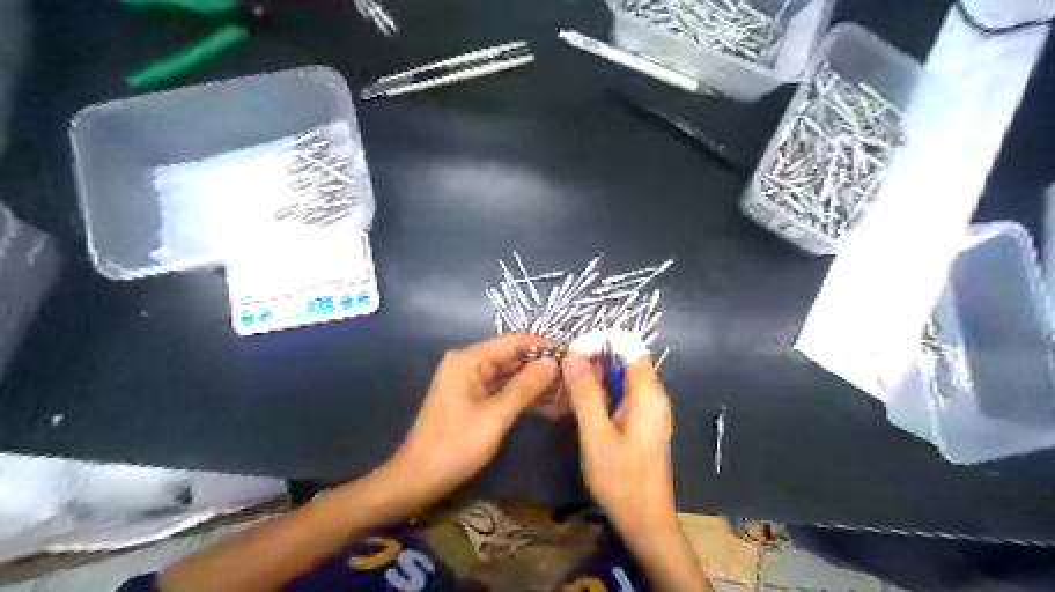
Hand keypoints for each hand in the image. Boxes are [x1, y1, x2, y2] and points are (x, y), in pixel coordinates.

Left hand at [384, 335, 555, 504]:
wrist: (417, 480)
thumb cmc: (455, 446)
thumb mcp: (495, 416)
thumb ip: (525, 386)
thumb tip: (553, 362)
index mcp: (469, 360)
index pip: (513, 341)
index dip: (543, 346)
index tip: (572, 356)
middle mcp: (468, 364)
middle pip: (512, 356)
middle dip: (542, 367)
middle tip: (573, 379)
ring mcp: (469, 382)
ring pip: (509, 375)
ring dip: (535, 383)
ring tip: (566, 393)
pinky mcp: (472, 399)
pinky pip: (502, 390)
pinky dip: (522, 396)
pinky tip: (547, 405)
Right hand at [564, 357, 679, 536]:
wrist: (645, 522)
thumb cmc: (622, 480)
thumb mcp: (597, 435)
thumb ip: (585, 394)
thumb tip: (573, 355)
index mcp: (648, 394)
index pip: (628, 348)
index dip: (600, 345)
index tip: (572, 354)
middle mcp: (653, 397)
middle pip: (624, 363)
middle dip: (594, 362)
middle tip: (563, 374)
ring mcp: (648, 411)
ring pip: (620, 381)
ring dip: (595, 380)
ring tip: (566, 390)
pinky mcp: (641, 424)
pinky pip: (621, 398)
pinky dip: (601, 396)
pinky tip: (579, 409)